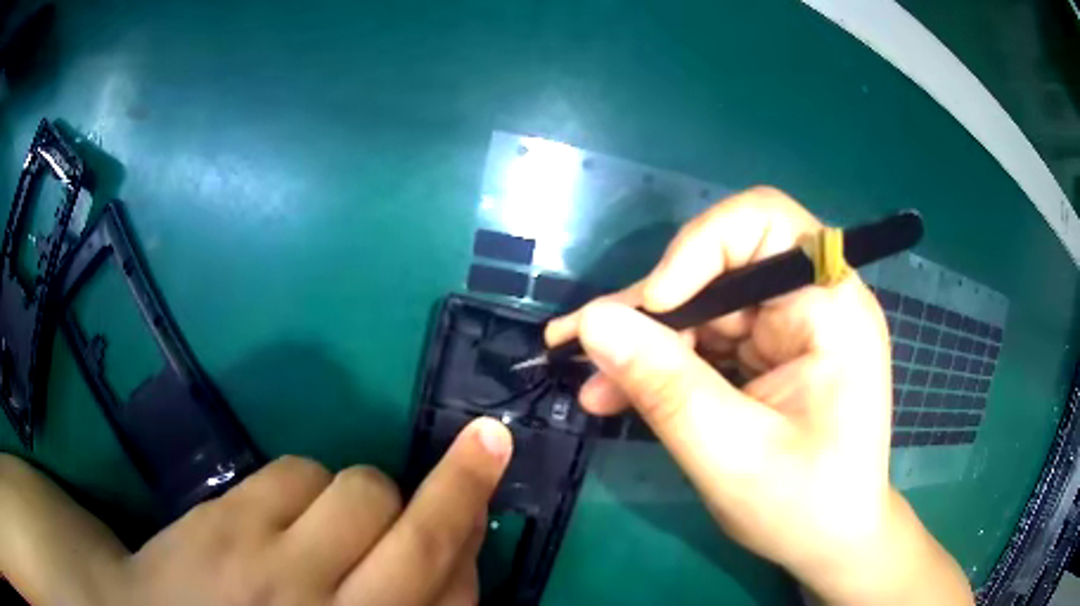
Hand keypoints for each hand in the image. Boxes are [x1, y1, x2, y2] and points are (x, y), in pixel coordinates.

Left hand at [0, 417, 511, 605]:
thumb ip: (395, 605)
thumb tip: (446, 563)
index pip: (453, 598)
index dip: (474, 545)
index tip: (485, 506)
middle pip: (421, 540)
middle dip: (463, 485)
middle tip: (487, 442)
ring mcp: (276, 567)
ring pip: (360, 489)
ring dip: (363, 494)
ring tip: (329, 518)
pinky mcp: (228, 523)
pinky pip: (296, 471)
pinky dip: (306, 482)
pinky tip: (281, 512)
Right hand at [548, 187, 971, 604]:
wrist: (831, 542)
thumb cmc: (803, 507)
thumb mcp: (730, 453)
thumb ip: (665, 385)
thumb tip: (593, 321)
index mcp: (832, 307)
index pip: (763, 221)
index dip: (699, 247)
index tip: (654, 307)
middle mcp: (814, 301)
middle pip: (722, 264)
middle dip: (655, 308)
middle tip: (587, 346)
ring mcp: (791, 328)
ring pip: (704, 304)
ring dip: (647, 341)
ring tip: (595, 382)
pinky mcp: (770, 354)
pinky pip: (707, 339)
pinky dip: (664, 363)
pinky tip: (620, 391)